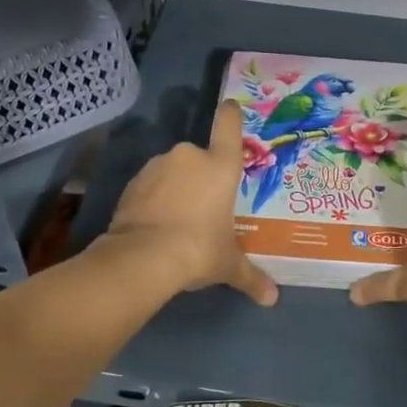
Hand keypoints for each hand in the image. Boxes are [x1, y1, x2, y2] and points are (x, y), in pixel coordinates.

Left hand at [98, 100, 278, 304]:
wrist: (143, 257)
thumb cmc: (199, 249)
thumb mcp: (228, 265)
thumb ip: (251, 276)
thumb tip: (272, 299)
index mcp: (221, 166)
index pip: (228, 125)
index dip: (230, 114)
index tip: (230, 106)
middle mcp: (190, 156)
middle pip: (200, 156)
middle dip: (201, 177)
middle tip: (204, 207)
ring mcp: (158, 166)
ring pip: (173, 170)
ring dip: (176, 187)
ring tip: (177, 221)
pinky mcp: (133, 182)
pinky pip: (150, 184)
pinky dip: (154, 198)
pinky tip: (155, 224)